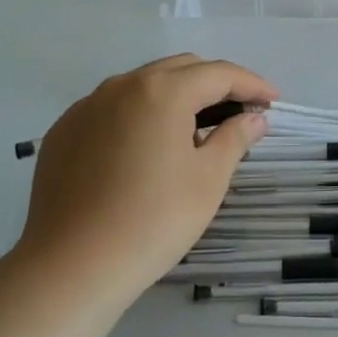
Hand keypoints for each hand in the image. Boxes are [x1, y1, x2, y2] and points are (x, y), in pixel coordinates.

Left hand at [13, 55, 275, 305]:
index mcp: (162, 91)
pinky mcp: (64, 131)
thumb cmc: (153, 221)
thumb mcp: (208, 179)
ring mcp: (86, 107)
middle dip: (215, 84)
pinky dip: (139, 115)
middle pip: (180, 70)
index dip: (251, 85)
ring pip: (143, 85)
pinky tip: (146, 149)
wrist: (72, 266)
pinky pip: (112, 109)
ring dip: (176, 97)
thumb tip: (254, 118)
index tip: (273, 101)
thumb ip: (235, 138)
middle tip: (239, 113)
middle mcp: (122, 85)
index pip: (218, 74)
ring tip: (195, 131)